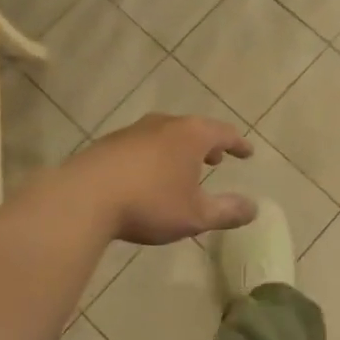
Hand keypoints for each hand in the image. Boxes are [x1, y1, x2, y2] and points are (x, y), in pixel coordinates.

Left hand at [66, 113, 256, 244]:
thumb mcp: (195, 215)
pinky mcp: (109, 143)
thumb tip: (254, 208)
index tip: (247, 153)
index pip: (223, 133)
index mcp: (191, 135)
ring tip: (182, 169)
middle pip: (193, 129)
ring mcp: (134, 131)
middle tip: (216, 160)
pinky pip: (142, 145)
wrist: (85, 197)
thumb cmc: (150, 203)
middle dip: (207, 145)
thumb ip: (227, 211)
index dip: (238, 144)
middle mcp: (164, 124)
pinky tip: (148, 176)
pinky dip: (155, 156)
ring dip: (179, 150)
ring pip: (165, 135)